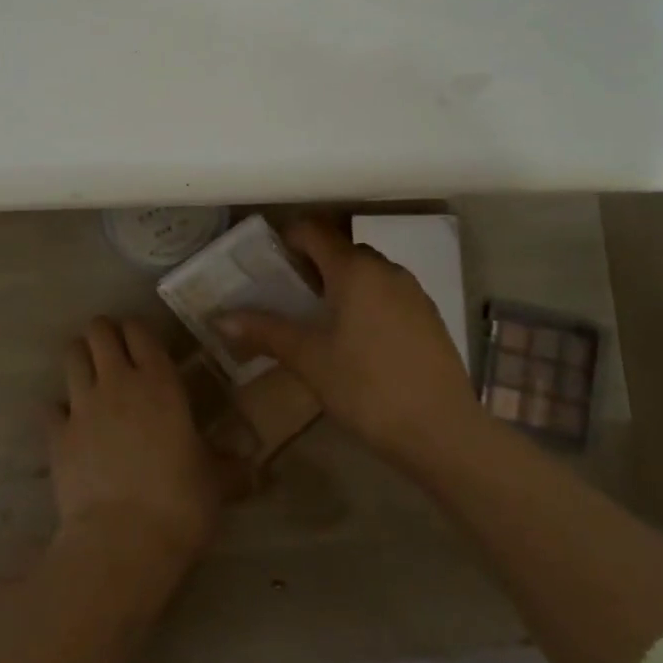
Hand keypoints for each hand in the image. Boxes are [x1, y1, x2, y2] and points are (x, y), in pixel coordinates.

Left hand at [49, 317, 224, 574]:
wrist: (122, 543)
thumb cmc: (180, 505)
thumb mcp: (216, 482)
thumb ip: (231, 464)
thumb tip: (256, 466)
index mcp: (159, 382)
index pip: (139, 330)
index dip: (138, 330)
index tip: (143, 343)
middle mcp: (117, 381)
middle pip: (98, 330)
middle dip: (104, 333)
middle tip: (114, 352)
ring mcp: (82, 405)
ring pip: (71, 355)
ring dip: (80, 358)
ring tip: (90, 375)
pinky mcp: (56, 434)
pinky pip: (51, 406)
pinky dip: (59, 409)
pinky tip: (69, 424)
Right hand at [219, 219, 482, 464]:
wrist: (442, 431)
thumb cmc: (366, 387)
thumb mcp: (309, 359)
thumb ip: (265, 331)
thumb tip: (220, 318)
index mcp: (354, 269)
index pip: (314, 230)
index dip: (287, 238)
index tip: (268, 263)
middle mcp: (386, 269)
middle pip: (341, 250)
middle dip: (312, 264)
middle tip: (288, 295)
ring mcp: (412, 292)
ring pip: (367, 272)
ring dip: (341, 283)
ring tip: (320, 320)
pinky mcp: (429, 316)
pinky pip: (388, 293)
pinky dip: (367, 301)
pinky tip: (358, 340)